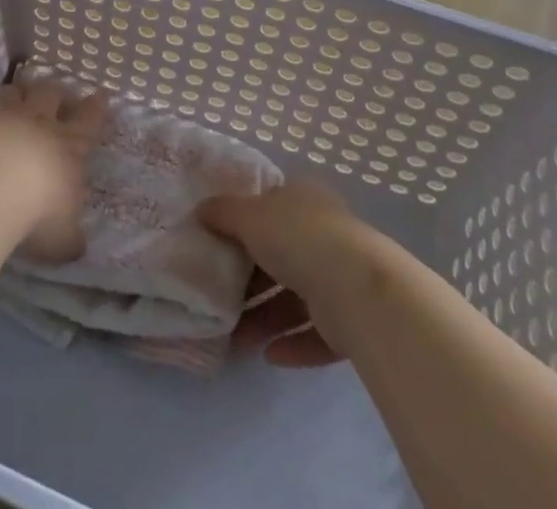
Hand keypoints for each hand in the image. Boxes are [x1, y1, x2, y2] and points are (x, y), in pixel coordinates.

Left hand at [0, 76, 107, 263]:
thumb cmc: (35, 213)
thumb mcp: (62, 237)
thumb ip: (69, 236)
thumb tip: (76, 244)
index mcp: (68, 146)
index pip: (89, 120)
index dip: (96, 108)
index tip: (101, 95)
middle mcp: (37, 121)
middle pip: (51, 94)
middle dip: (56, 93)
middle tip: (57, 95)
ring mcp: (1, 113)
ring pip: (14, 91)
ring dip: (17, 94)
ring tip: (16, 98)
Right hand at [199, 178, 374, 367]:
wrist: (356, 290)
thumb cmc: (298, 238)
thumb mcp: (250, 216)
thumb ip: (223, 213)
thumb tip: (201, 210)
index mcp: (304, 200)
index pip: (272, 206)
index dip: (245, 222)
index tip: (219, 242)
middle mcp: (325, 234)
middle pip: (280, 255)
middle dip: (250, 280)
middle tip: (220, 297)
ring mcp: (340, 278)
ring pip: (295, 298)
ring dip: (265, 318)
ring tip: (236, 338)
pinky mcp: (350, 320)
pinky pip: (314, 332)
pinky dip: (292, 343)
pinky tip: (269, 356)